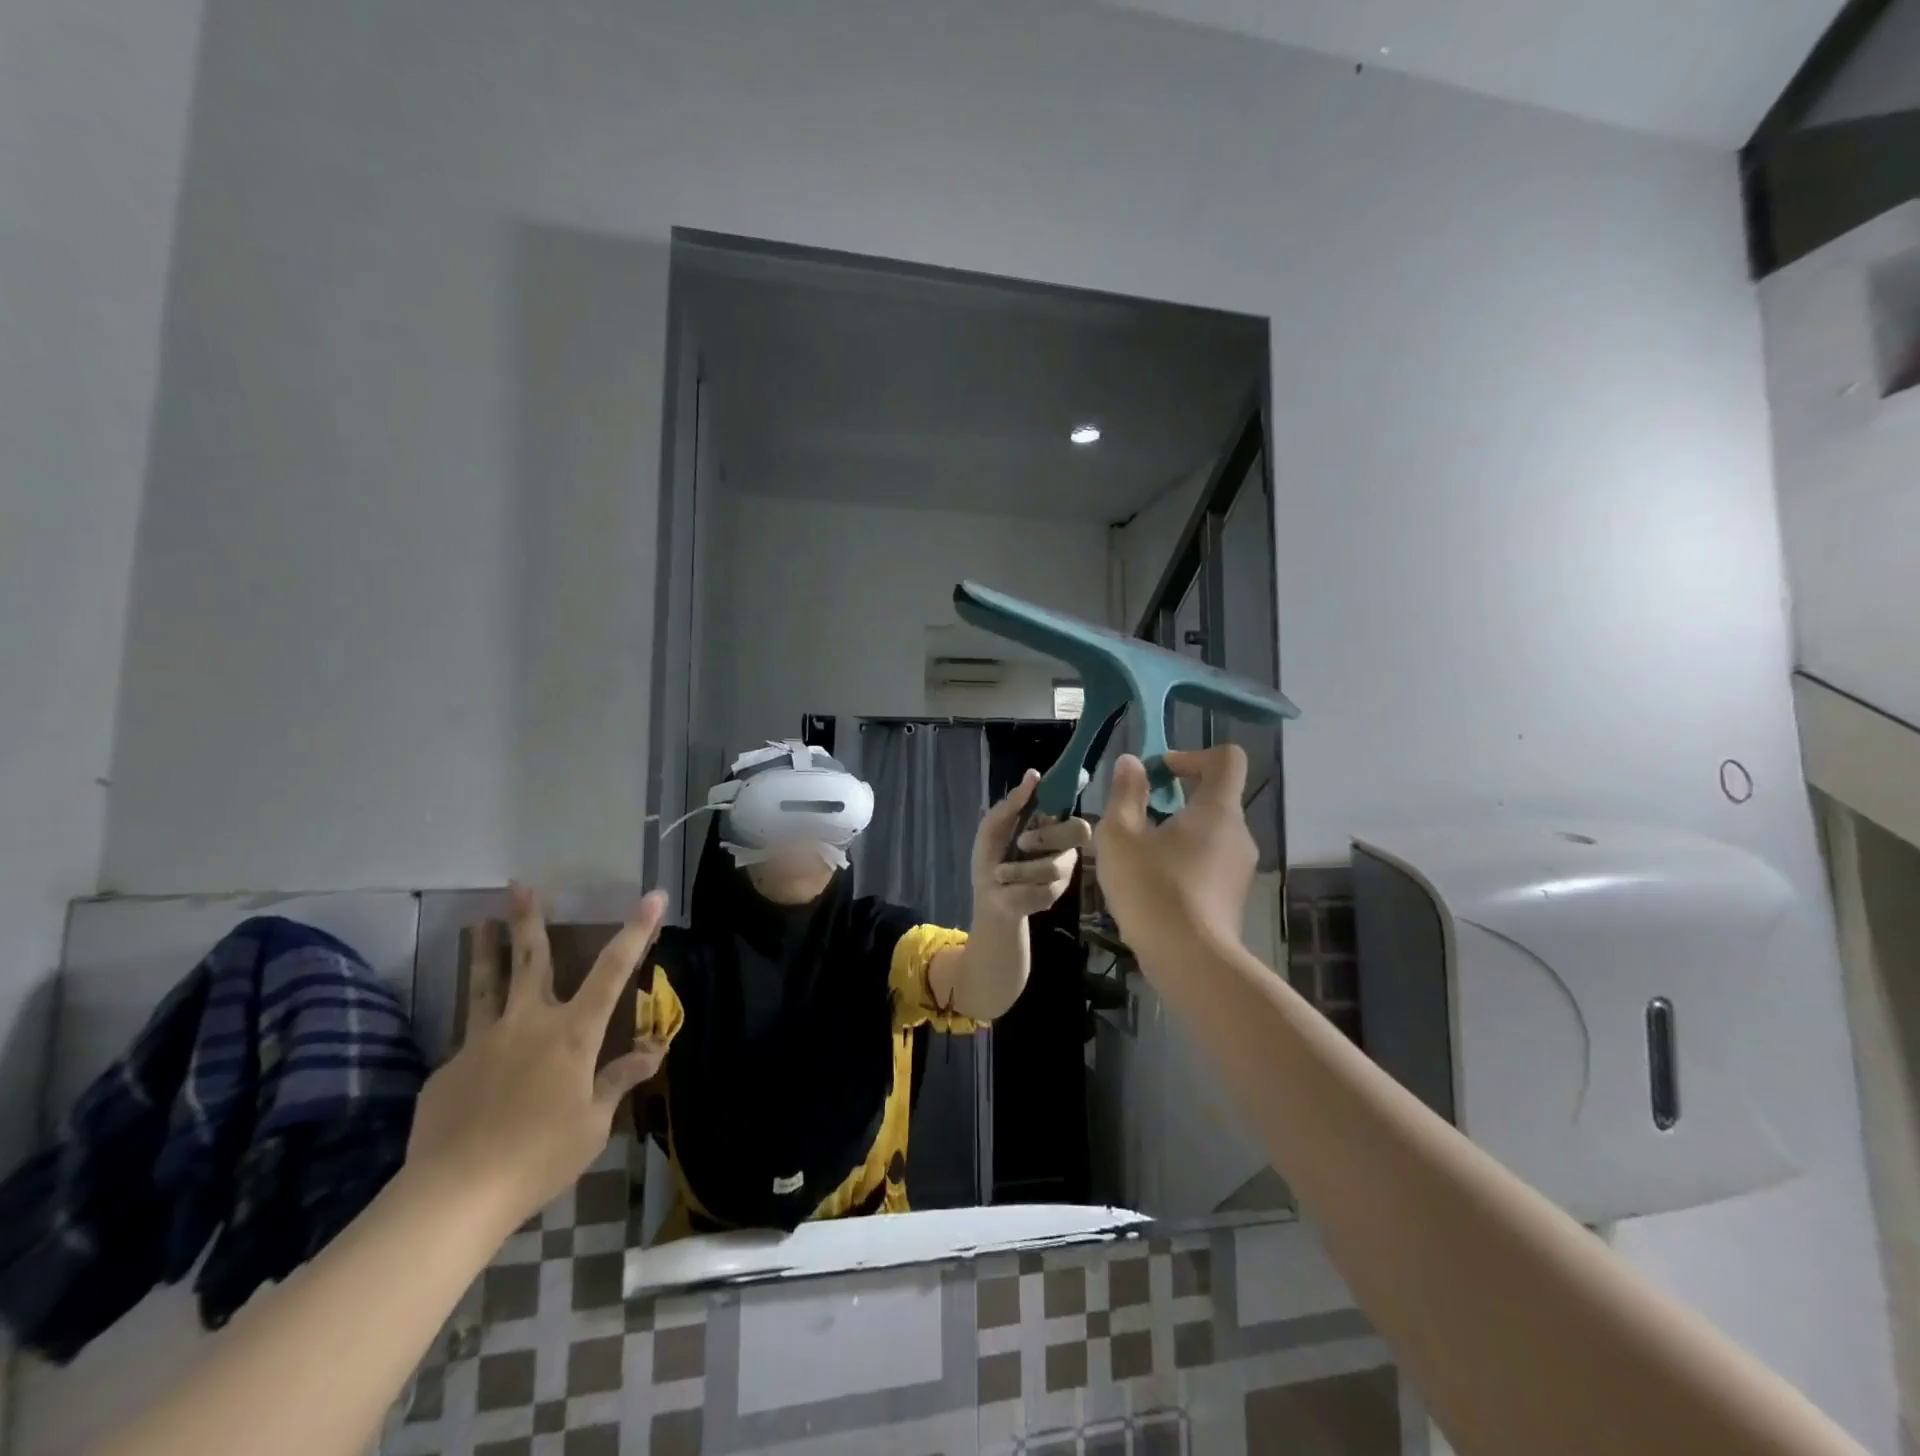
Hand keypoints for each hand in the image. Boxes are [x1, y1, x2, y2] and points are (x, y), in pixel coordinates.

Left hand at [404, 885, 669, 1228]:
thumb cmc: (538, 1156)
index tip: (652, 897)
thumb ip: (617, 1081)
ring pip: (485, 985)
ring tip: (477, 921)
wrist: (452, 1197)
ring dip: (485, 950)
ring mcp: (482, 1042)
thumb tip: (653, 1052)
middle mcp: (527, 1023)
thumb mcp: (592, 1123)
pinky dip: (481, 1041)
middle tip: (519, 885)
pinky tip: (478, 1068)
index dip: (636, 931)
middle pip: (530, 960)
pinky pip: (471, 1045)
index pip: (612, 971)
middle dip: (528, 920)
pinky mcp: (448, 1069)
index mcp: (572, 1033)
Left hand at [972, 769, 1092, 919]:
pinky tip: (1010, 887)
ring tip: (1000, 873)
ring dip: (1020, 869)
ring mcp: (1064, 866)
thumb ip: (1012, 803)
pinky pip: (1046, 886)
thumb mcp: (993, 827)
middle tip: (1021, 842)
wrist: (988, 896)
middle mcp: (1063, 840)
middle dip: (1047, 836)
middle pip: (1079, 830)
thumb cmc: (990, 856)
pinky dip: (1020, 885)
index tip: (1069, 787)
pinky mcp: (1059, 890)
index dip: (1072, 795)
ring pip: (1054, 864)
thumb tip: (1033, 774)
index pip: (1069, 804)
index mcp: (1047, 820)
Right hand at [1095, 746, 1256, 954]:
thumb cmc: (1152, 888)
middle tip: (1135, 820)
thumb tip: (1132, 762)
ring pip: (1208, 834)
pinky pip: (1208, 863)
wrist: (1190, 961)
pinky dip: (1183, 863)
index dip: (1193, 755)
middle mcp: (1238, 834)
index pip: (1227, 759)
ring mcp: (1240, 869)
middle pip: (1213, 798)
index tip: (1160, 773)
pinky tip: (1152, 888)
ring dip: (1175, 834)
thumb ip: (1126, 793)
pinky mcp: (1233, 897)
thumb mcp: (1121, 835)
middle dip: (1174, 800)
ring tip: (1137, 858)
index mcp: (1218, 809)